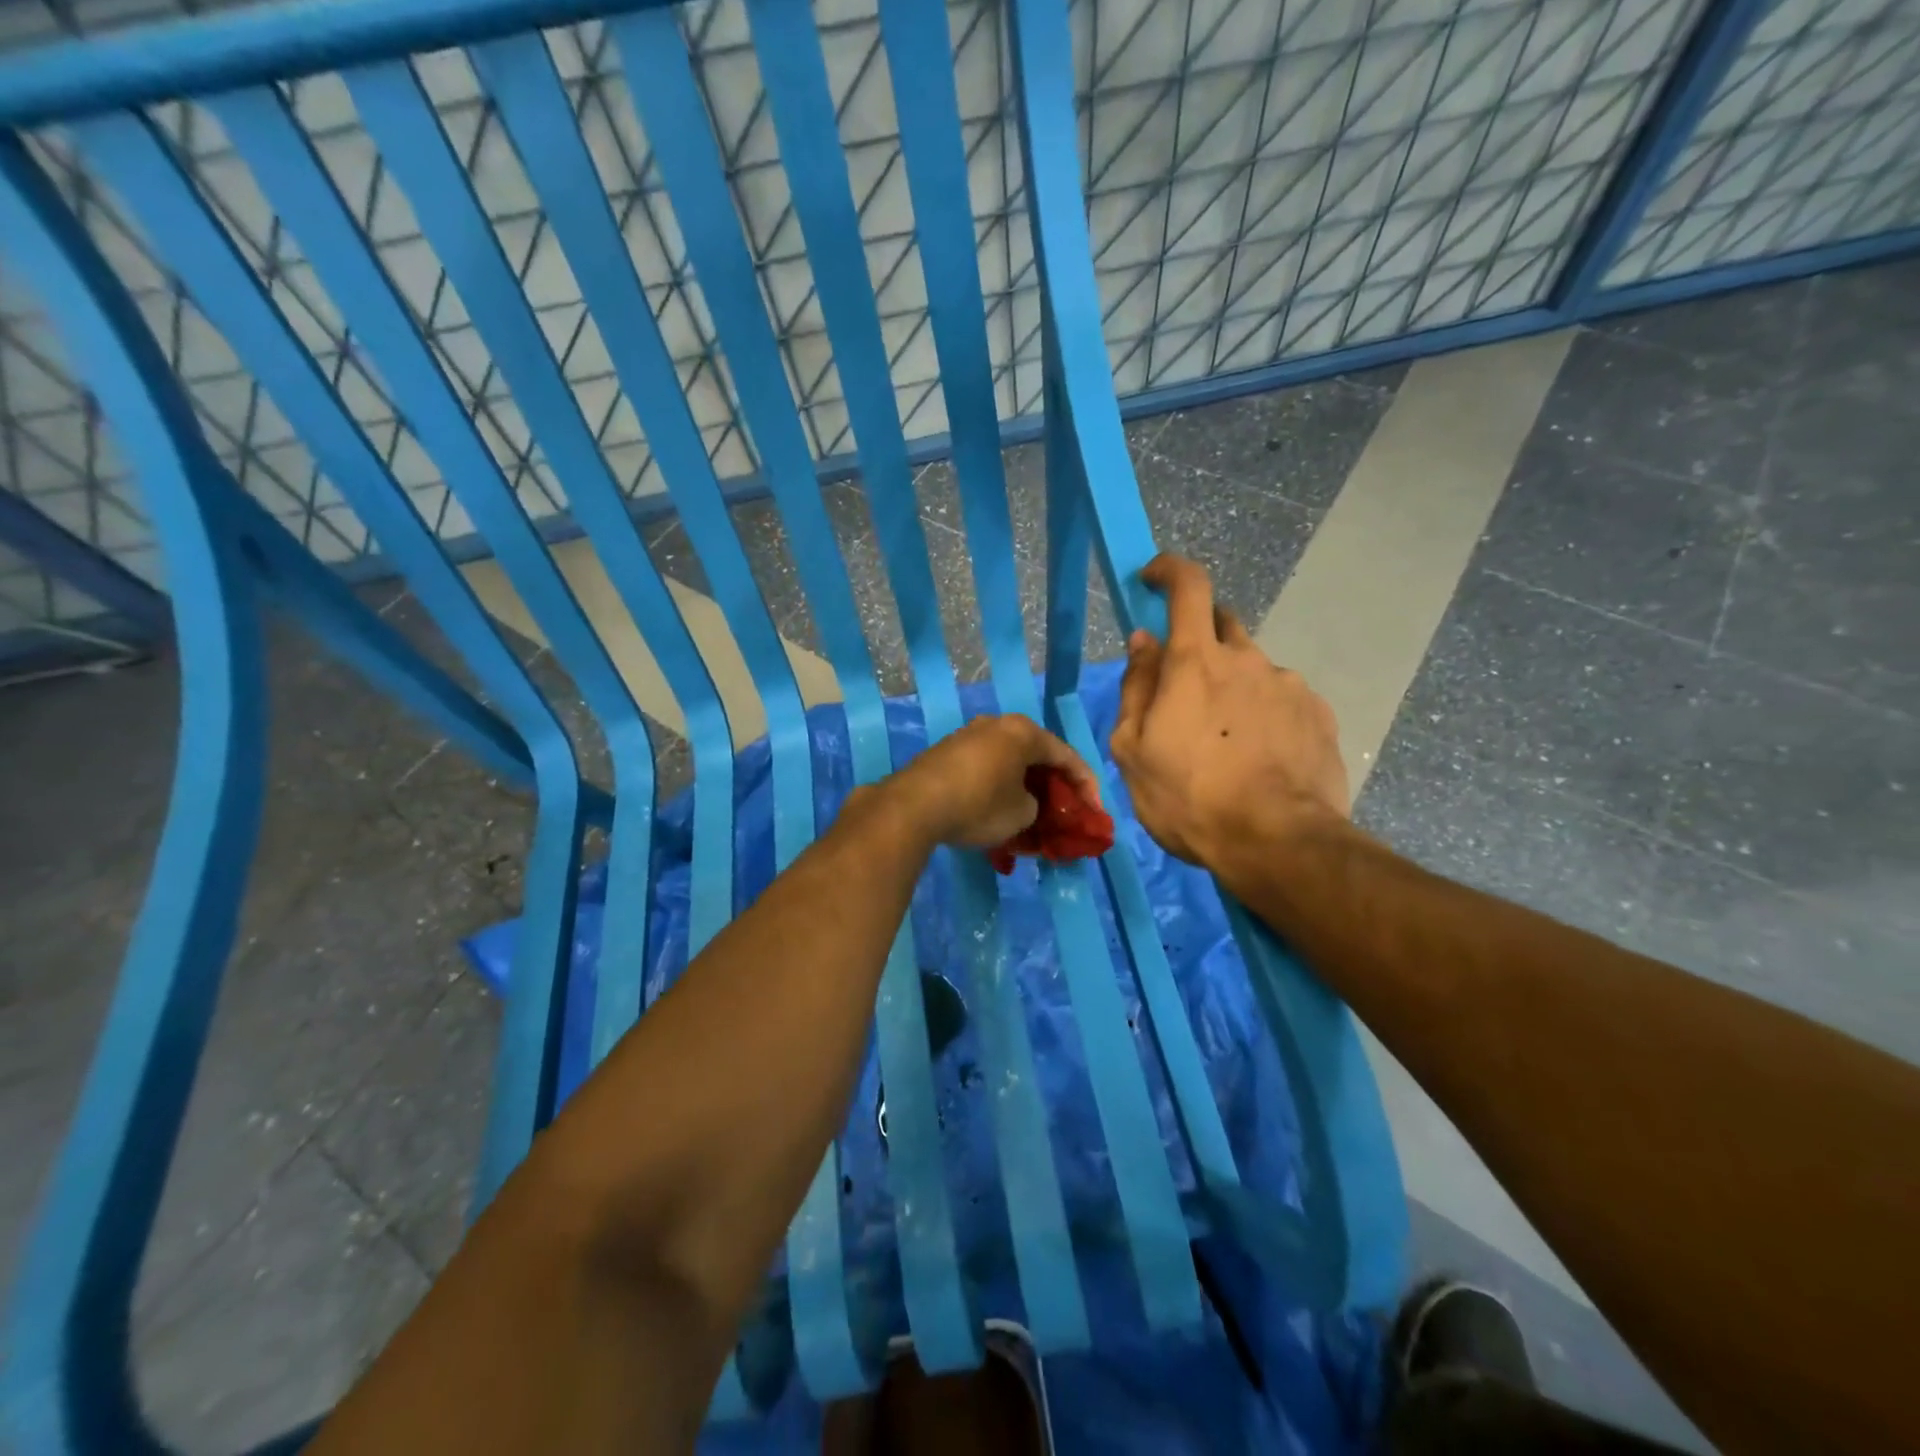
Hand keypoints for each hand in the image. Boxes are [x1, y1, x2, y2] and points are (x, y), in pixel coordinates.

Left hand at [884, 715, 1098, 848]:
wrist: (914, 805)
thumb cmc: (979, 804)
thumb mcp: (1022, 814)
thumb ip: (1036, 805)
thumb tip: (1025, 802)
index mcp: (1023, 732)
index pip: (1067, 756)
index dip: (1086, 786)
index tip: (1094, 813)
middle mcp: (997, 724)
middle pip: (1037, 755)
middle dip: (1053, 786)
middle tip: (1064, 812)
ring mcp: (969, 735)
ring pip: (1009, 762)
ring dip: (1024, 788)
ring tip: (1032, 816)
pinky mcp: (947, 752)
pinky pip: (986, 768)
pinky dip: (999, 788)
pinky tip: (999, 811)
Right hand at [1110, 553, 1347, 866]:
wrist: (1277, 844)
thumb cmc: (1188, 798)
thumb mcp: (1133, 749)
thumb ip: (1137, 687)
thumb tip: (1144, 642)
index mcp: (1196, 662)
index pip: (1188, 586)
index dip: (1169, 570)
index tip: (1153, 578)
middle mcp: (1248, 659)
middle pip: (1222, 625)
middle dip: (1199, 641)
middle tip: (1185, 690)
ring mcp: (1290, 686)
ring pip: (1253, 670)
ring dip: (1233, 688)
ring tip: (1225, 744)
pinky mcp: (1319, 715)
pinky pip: (1282, 701)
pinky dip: (1264, 715)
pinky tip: (1259, 758)